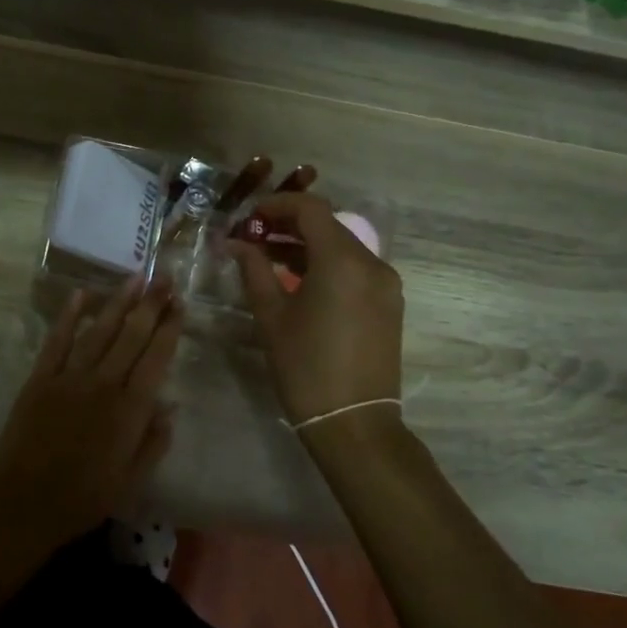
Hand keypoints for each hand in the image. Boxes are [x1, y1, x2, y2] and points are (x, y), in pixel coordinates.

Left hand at [0, 277, 182, 554]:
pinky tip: (81, 294)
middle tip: (164, 278)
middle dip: (150, 305)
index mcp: (129, 410)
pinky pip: (57, 341)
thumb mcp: (131, 481)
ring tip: (135, 277)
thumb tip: (170, 405)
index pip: (156, 358)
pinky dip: (69, 316)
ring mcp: (69, 378)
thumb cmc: (83, 499)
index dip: (169, 329)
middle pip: (131, 336)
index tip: (180, 305)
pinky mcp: (40, 379)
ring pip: (99, 331)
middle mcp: (103, 385)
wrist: (23, 505)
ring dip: (118, 302)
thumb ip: (154, 441)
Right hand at [228, 192, 403, 424]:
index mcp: (342, 260)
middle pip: (328, 225)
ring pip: (343, 247)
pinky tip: (299, 282)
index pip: (311, 209)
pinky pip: (355, 269)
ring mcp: (385, 284)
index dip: (277, 204)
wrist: (354, 423)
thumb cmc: (305, 367)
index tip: (249, 216)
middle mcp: (372, 263)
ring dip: (307, 245)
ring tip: (270, 258)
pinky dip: (326, 265)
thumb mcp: (271, 316)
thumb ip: (254, 270)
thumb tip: (237, 244)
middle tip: (254, 236)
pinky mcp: (389, 304)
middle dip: (289, 225)